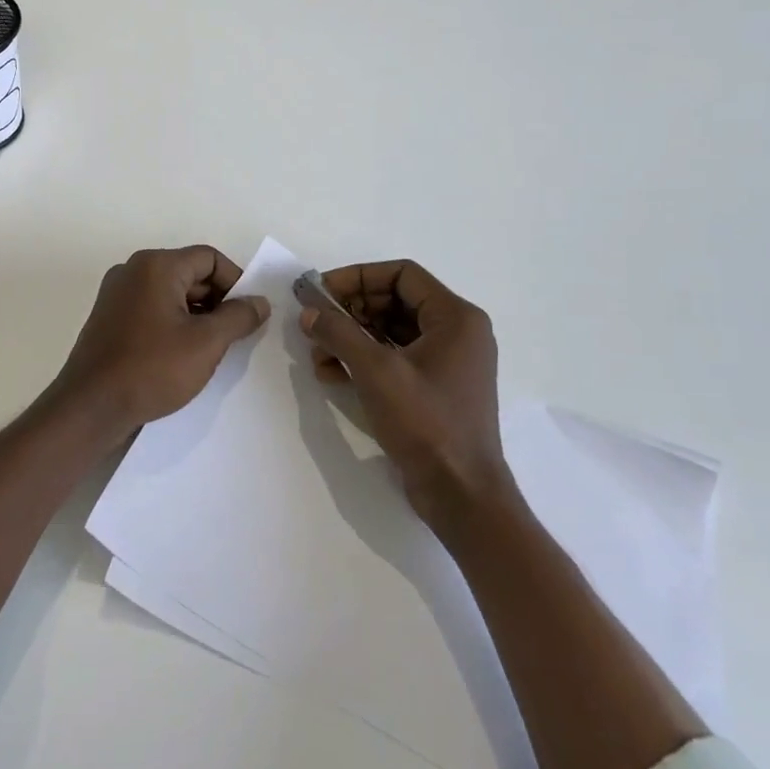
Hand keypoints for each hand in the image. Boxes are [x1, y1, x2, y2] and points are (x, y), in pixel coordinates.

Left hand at [49, 246, 269, 445]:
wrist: (90, 407)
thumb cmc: (152, 369)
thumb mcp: (206, 343)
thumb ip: (238, 317)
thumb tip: (259, 302)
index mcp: (156, 265)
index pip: (209, 258)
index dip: (236, 282)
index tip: (248, 315)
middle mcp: (133, 271)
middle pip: (190, 273)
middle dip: (217, 301)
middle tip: (234, 336)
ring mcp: (117, 295)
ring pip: (171, 293)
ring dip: (197, 315)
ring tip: (210, 350)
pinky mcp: (109, 319)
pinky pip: (152, 309)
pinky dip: (173, 324)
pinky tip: (182, 355)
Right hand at [301, 260, 510, 537]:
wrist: (461, 494)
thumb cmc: (426, 423)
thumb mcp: (376, 371)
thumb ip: (339, 333)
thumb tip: (308, 311)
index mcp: (455, 317)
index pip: (401, 274)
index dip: (357, 277)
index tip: (321, 291)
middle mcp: (456, 332)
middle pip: (394, 301)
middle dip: (350, 309)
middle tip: (315, 320)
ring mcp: (446, 362)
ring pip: (390, 331)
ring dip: (351, 336)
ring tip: (317, 351)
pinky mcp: (434, 388)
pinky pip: (394, 358)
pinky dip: (363, 360)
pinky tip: (330, 374)